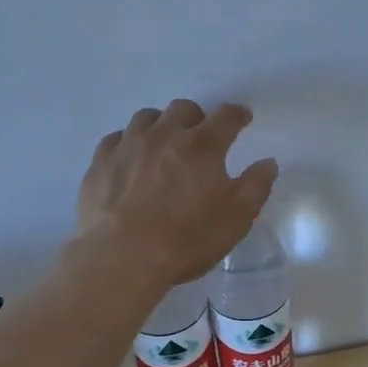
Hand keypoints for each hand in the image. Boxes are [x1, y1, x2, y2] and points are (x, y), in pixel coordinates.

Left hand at [75, 100, 278, 288]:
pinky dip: (129, 142)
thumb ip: (256, 186)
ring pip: (146, 118)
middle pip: (182, 109)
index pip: (226, 117)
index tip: (242, 119)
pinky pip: (116, 139)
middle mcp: (164, 135)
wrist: (122, 257)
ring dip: (161, 125)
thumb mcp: (236, 218)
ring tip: (164, 144)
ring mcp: (128, 146)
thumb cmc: (187, 239)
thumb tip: (267, 163)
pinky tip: (131, 159)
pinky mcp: (100, 163)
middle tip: (201, 136)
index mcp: (202, 146)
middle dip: (196, 118)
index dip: (237, 115)